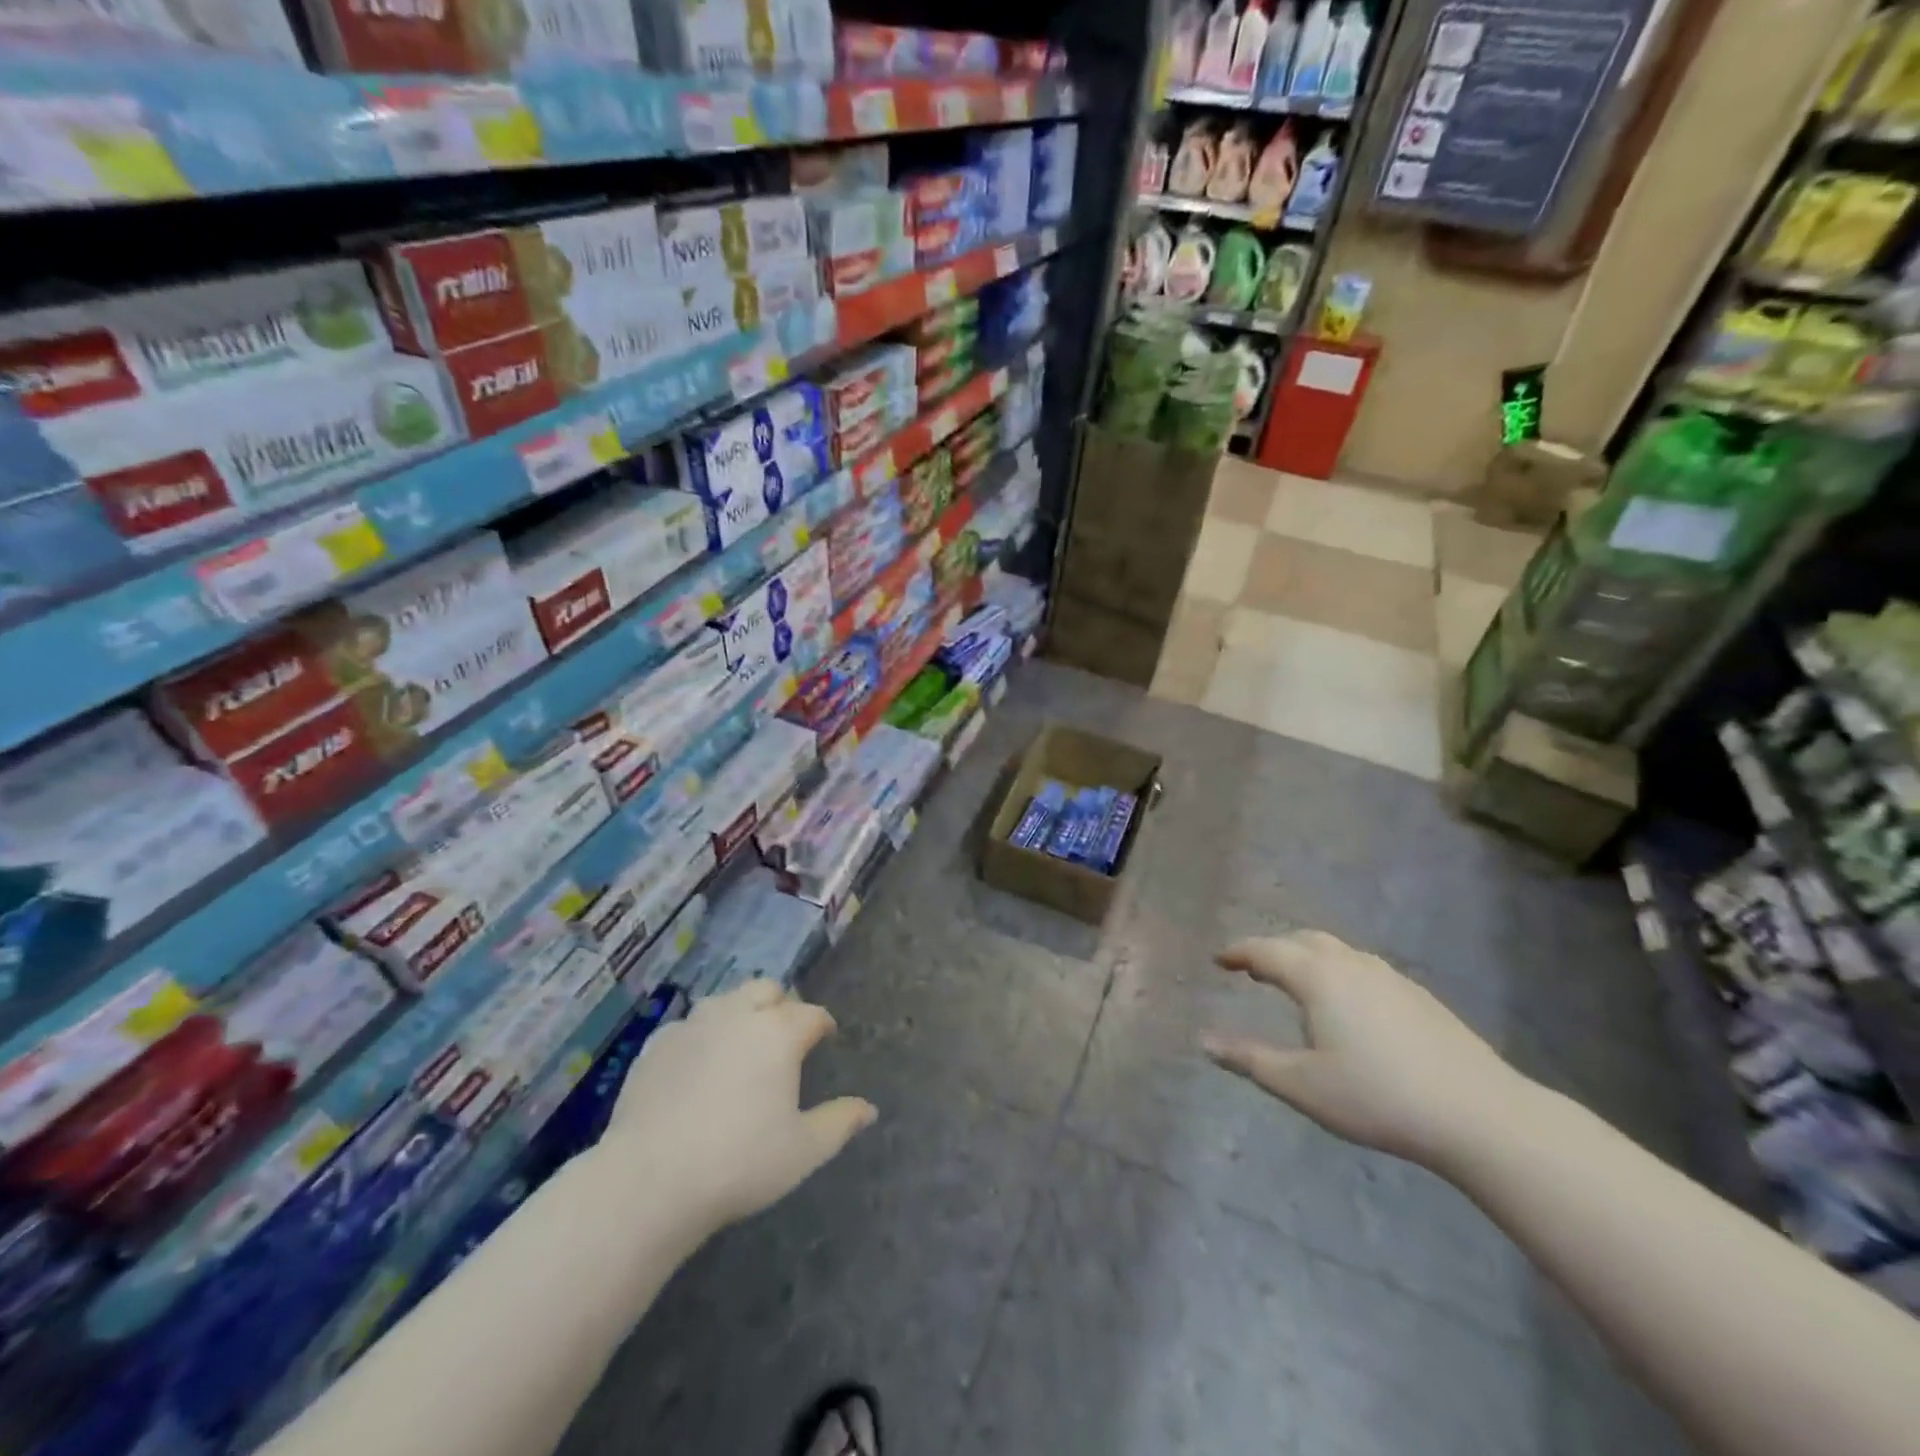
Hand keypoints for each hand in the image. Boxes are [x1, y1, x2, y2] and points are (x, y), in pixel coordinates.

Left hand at [595, 980, 876, 1232]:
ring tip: (741, 1046)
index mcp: (779, 1032)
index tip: (825, 1038)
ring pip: (725, 1000)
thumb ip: (839, 1122)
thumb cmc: (739, 1163)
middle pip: (767, 989)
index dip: (822, 1025)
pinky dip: (701, 1036)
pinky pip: (688, 1025)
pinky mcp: (656, 1044)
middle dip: (781, 1005)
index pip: (812, 1014)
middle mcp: (738, 1014)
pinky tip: (697, 1066)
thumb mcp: (803, 1150)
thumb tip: (869, 1109)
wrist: (650, 1180)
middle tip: (783, 1038)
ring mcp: (693, 1024)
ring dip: (740, 1012)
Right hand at [1201, 931, 1525, 1168]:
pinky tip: (1347, 1004)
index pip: (1266, 951)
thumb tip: (1205, 1042)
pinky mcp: (1418, 995)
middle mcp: (1350, 964)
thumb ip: (1250, 1059)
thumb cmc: (1377, 1097)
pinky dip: (1338, 971)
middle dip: (1272, 949)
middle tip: (1253, 969)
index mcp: (1317, 977)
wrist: (1479, 1114)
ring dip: (1307, 957)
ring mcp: (1389, 976)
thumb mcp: (1302, 1085)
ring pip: (1337, 950)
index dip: (1238, 953)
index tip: (1219, 959)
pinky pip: (1363, 967)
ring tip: (1295, 981)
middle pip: (1302, 940)